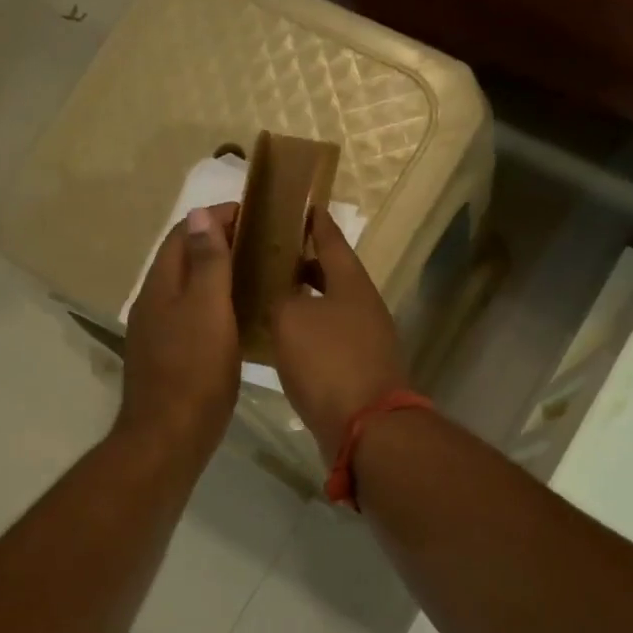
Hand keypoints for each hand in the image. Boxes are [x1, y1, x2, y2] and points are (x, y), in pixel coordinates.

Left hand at [116, 203, 240, 466]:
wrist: (169, 436)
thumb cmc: (194, 370)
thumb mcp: (207, 310)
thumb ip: (206, 262)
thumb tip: (199, 214)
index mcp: (161, 285)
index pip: (184, 234)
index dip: (216, 218)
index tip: (254, 215)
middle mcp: (154, 302)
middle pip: (184, 259)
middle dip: (219, 243)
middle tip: (263, 244)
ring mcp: (159, 332)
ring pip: (189, 289)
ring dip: (218, 275)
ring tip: (258, 274)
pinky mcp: (170, 357)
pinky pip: (193, 316)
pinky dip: (216, 305)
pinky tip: (241, 317)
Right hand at [270, 209, 407, 458]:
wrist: (365, 427)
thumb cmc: (328, 362)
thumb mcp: (290, 319)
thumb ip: (278, 296)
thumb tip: (278, 293)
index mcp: (351, 283)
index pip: (331, 239)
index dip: (314, 221)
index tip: (300, 205)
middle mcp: (363, 306)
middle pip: (331, 274)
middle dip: (301, 263)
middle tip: (267, 254)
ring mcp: (365, 339)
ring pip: (328, 307)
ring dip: (302, 300)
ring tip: (266, 295)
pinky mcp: (358, 369)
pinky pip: (327, 338)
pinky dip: (305, 332)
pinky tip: (280, 340)